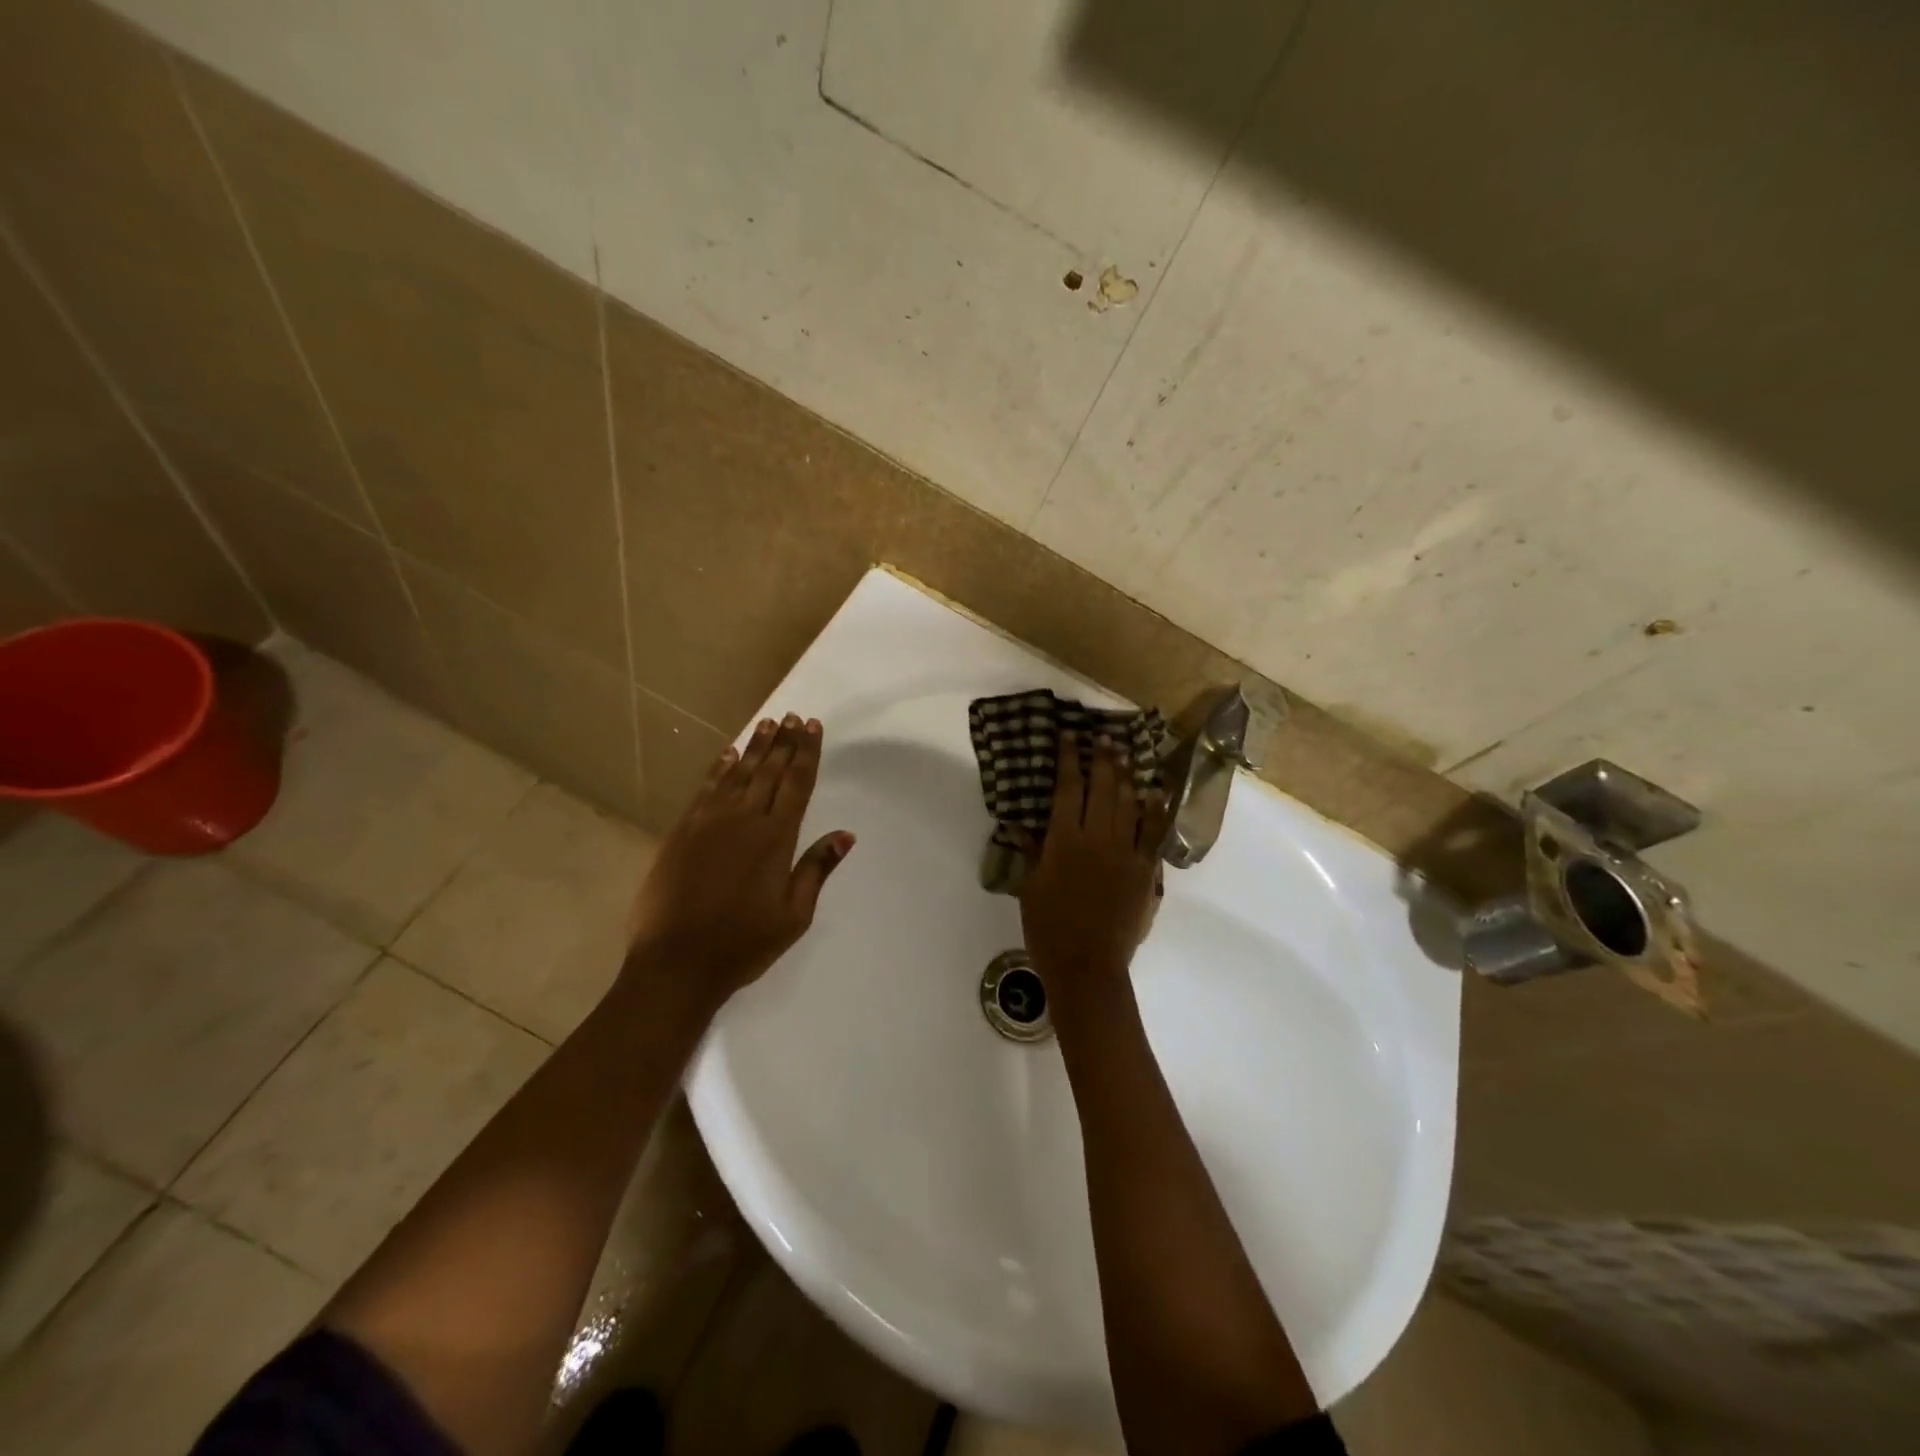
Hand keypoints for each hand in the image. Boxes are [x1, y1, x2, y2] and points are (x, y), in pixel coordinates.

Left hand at [624, 713, 853, 1016]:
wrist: (675, 963)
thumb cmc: (742, 944)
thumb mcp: (793, 916)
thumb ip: (816, 869)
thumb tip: (845, 835)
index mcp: (775, 839)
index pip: (797, 784)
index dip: (806, 753)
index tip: (812, 726)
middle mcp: (744, 820)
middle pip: (769, 771)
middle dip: (783, 742)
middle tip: (793, 716)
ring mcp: (708, 822)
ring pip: (737, 773)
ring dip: (753, 747)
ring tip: (767, 723)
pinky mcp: (681, 831)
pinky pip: (705, 788)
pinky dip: (718, 768)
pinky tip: (727, 754)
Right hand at [1018, 733, 1165, 1007]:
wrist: (1087, 966)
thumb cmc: (1049, 929)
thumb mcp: (1030, 888)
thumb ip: (1033, 852)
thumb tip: (1024, 824)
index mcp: (1063, 841)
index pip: (1067, 789)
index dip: (1068, 760)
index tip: (1070, 737)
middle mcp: (1096, 839)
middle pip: (1102, 788)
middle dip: (1103, 759)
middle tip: (1104, 738)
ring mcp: (1126, 853)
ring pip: (1129, 804)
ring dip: (1127, 777)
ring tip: (1126, 755)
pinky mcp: (1146, 871)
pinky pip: (1153, 833)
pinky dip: (1155, 811)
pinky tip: (1155, 792)